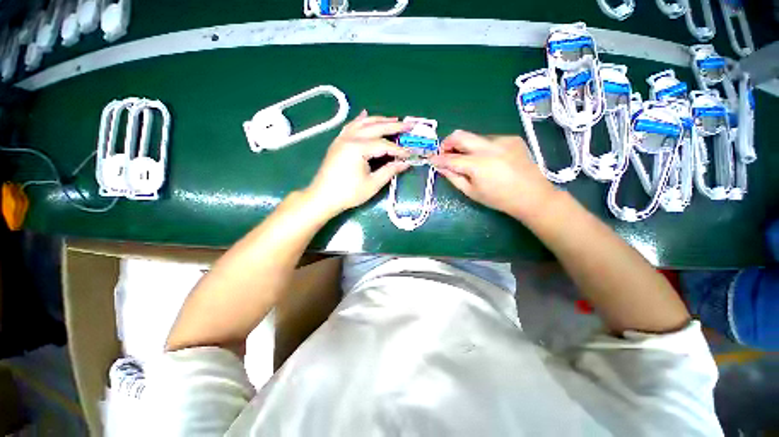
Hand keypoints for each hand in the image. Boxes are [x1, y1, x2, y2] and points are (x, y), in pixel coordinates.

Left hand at [304, 111, 411, 215]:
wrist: (323, 197)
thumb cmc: (348, 193)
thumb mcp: (372, 184)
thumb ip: (390, 171)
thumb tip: (405, 163)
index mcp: (358, 148)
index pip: (384, 145)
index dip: (399, 150)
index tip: (410, 153)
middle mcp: (350, 138)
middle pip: (376, 128)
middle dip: (394, 126)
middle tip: (409, 125)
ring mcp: (342, 138)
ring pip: (363, 123)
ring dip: (379, 120)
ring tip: (394, 119)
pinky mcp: (338, 142)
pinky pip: (351, 126)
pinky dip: (360, 120)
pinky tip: (365, 115)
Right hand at [429, 130, 556, 218]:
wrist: (533, 195)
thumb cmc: (498, 199)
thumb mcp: (471, 192)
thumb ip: (453, 177)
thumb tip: (440, 167)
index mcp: (478, 164)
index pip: (450, 158)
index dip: (438, 159)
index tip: (431, 159)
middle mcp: (489, 147)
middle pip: (460, 135)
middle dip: (448, 143)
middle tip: (445, 154)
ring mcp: (502, 140)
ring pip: (474, 137)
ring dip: (466, 147)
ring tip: (469, 161)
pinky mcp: (511, 138)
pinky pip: (489, 140)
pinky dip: (482, 148)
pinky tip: (488, 160)